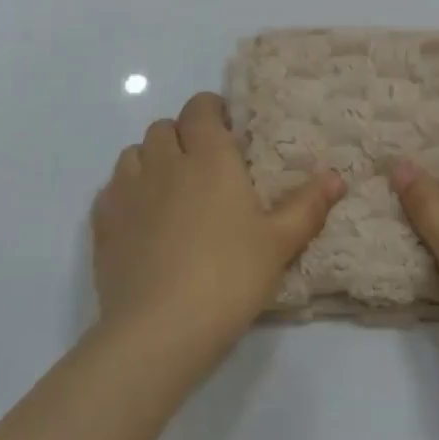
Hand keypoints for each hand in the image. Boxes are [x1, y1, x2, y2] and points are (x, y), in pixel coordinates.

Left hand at [91, 91, 344, 370]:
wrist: (159, 330)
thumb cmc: (228, 276)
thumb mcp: (279, 243)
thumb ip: (307, 206)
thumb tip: (336, 177)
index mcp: (209, 157)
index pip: (201, 109)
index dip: (211, 111)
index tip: (226, 131)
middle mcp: (165, 162)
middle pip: (164, 127)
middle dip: (182, 135)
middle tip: (203, 164)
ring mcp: (128, 191)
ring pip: (134, 153)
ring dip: (151, 160)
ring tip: (170, 189)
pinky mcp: (102, 223)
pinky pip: (111, 189)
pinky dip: (126, 191)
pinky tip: (140, 218)